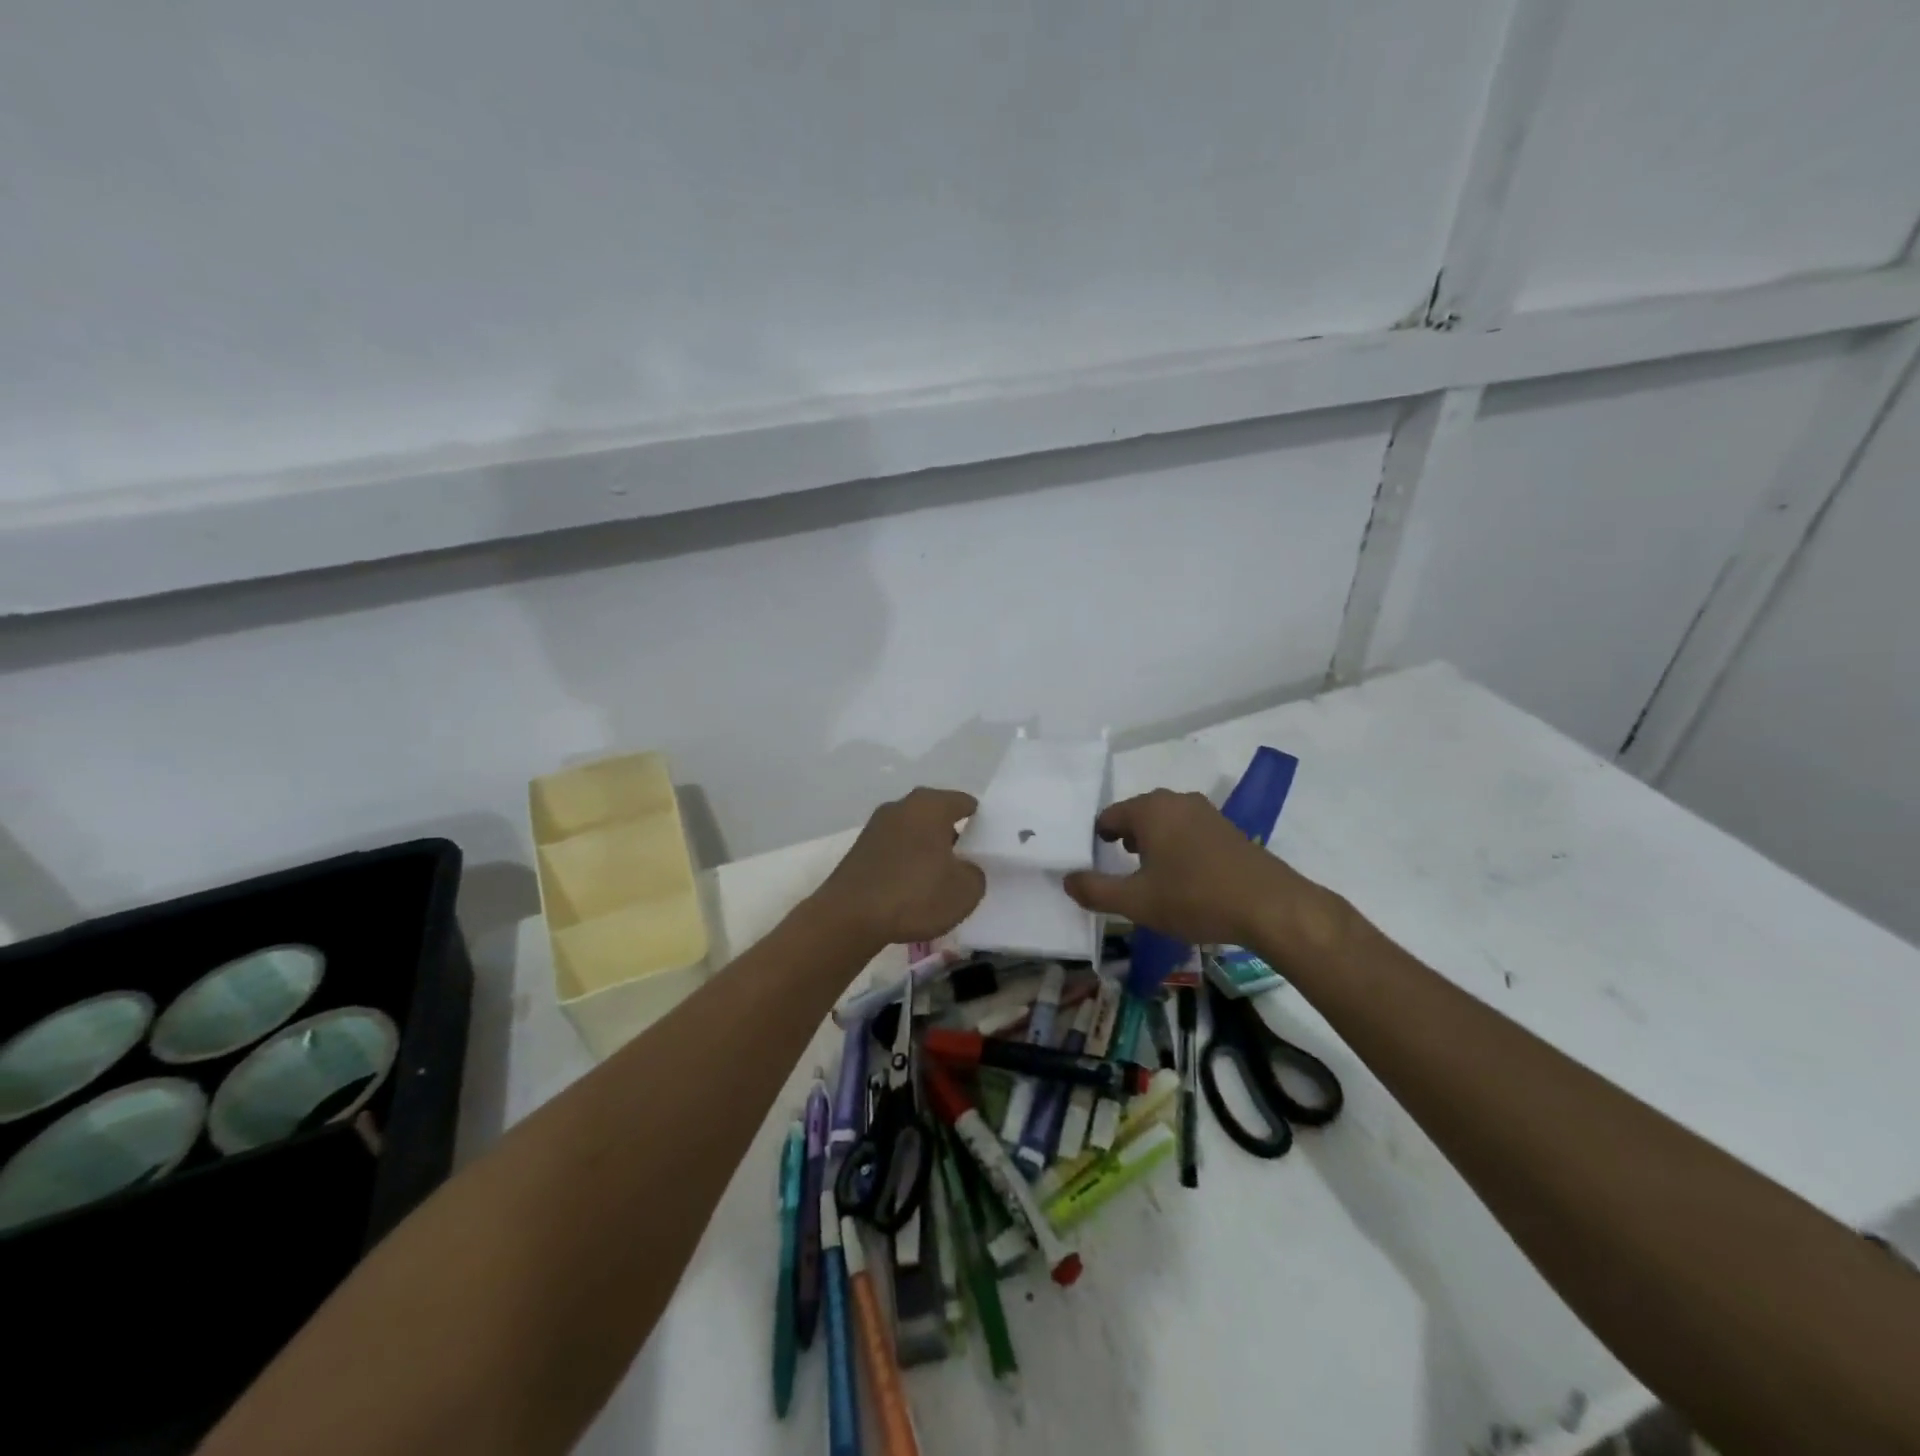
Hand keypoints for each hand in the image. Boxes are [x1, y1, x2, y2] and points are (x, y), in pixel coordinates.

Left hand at [809, 788, 985, 947]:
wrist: (849, 917)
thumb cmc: (915, 894)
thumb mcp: (965, 891)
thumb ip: (975, 873)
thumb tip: (964, 868)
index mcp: (930, 805)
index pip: (965, 803)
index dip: (982, 822)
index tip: (990, 844)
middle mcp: (902, 806)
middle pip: (937, 815)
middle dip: (954, 835)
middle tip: (969, 863)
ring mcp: (876, 826)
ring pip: (914, 833)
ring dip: (928, 850)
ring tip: (941, 879)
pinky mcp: (860, 849)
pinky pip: (895, 850)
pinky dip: (907, 863)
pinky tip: (913, 888)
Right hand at [1063, 789, 1346, 952]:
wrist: (1270, 906)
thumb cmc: (1195, 898)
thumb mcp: (1136, 902)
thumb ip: (1095, 891)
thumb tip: (1067, 880)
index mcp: (1150, 809)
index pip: (1109, 816)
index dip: (1097, 839)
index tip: (1093, 862)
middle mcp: (1176, 800)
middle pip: (1138, 815)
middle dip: (1124, 838)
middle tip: (1117, 868)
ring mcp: (1206, 812)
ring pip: (1165, 822)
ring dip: (1152, 843)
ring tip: (1148, 874)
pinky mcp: (1228, 829)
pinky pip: (1189, 831)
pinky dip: (1177, 847)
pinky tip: (1183, 877)